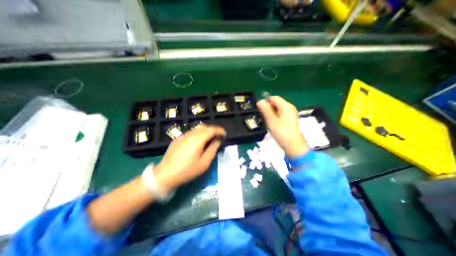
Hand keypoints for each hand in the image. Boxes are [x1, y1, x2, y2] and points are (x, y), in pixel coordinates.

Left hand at [154, 125, 224, 192]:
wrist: (165, 175)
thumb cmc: (187, 170)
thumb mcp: (204, 163)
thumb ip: (213, 149)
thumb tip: (218, 140)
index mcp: (198, 139)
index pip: (211, 129)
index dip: (219, 130)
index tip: (224, 134)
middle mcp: (190, 134)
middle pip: (204, 127)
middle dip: (213, 130)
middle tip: (218, 137)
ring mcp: (183, 136)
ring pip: (197, 129)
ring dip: (206, 131)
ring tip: (209, 139)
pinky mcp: (178, 139)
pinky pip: (191, 133)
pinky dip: (198, 134)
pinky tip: (198, 142)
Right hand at [256, 96, 309, 156]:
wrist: (294, 146)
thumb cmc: (282, 133)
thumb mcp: (271, 121)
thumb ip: (266, 110)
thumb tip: (260, 101)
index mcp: (285, 106)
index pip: (273, 98)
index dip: (265, 102)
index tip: (260, 110)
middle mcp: (289, 107)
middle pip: (276, 103)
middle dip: (268, 108)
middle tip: (265, 118)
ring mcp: (291, 113)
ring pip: (278, 109)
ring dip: (271, 113)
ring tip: (269, 122)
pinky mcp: (291, 119)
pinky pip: (281, 114)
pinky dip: (276, 117)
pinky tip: (274, 124)